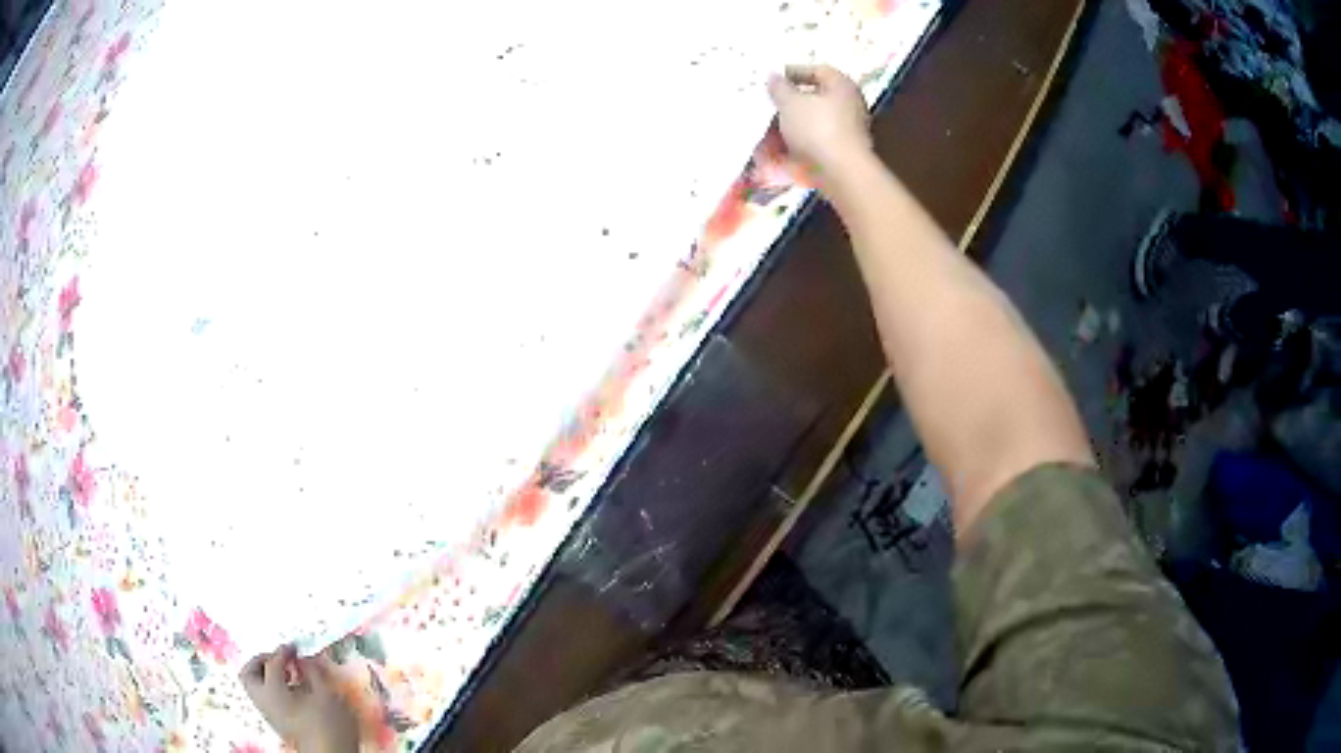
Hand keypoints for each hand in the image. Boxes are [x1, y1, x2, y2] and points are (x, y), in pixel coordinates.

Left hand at [241, 645, 359, 752]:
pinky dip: (274, 689)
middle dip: (261, 661)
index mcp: (272, 691)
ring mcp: (269, 714)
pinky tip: (294, 692)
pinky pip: (267, 699)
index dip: (283, 651)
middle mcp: (264, 701)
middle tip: (279, 659)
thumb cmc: (330, 725)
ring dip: (267, 676)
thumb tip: (306, 661)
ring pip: (256, 688)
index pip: (272, 662)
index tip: (294, 648)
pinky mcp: (278, 724)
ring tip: (288, 675)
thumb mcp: (327, 695)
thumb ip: (313, 673)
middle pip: (249, 673)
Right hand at [766, 65, 872, 180]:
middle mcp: (846, 109)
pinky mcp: (834, 158)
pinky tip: (767, 157)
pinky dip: (788, 151)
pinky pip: (807, 149)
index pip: (819, 71)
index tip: (772, 79)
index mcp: (842, 88)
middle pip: (810, 102)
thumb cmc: (817, 128)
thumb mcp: (790, 102)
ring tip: (757, 136)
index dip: (794, 72)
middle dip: (782, 107)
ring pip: (806, 128)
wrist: (841, 175)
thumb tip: (773, 77)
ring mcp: (841, 135)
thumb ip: (779, 87)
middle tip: (760, 108)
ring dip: (780, 132)